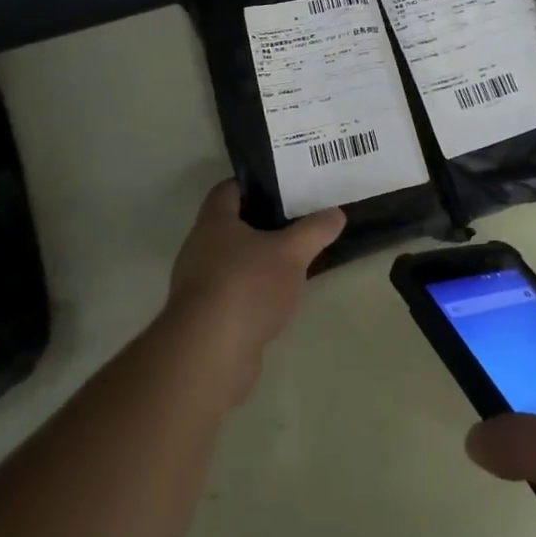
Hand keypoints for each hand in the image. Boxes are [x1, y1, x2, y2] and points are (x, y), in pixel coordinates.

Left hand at [165, 180, 345, 405]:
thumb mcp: (291, 252)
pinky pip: (232, 292)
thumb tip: (337, 213)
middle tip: (297, 219)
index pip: (229, 189)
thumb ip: (315, 230)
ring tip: (293, 258)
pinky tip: (277, 298)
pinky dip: (252, 291)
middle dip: (261, 222)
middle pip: (230, 225)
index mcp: (214, 222)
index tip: (283, 185)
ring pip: (232, 261)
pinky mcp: (204, 317)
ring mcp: (198, 285)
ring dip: (257, 259)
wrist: (209, 353)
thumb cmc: (247, 286)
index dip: (254, 183)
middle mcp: (199, 248)